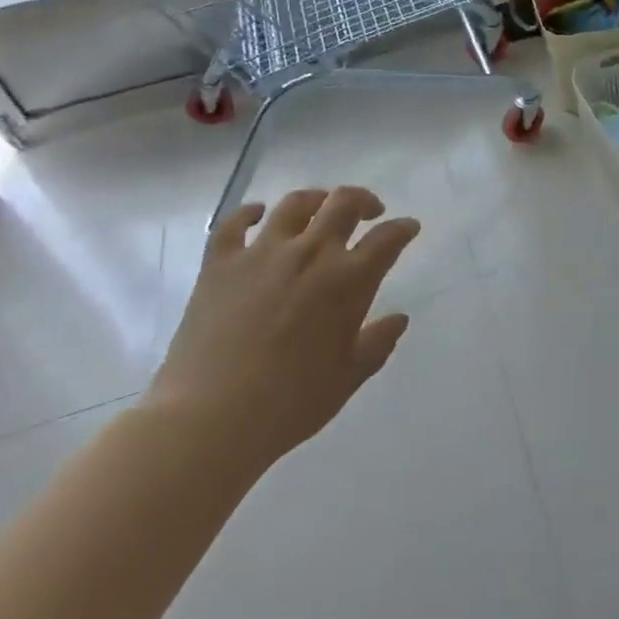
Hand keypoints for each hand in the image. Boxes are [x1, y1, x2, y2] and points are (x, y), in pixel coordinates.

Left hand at [144, 188, 419, 481]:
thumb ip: (378, 344)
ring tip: (320, 206)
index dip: (403, 228)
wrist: (210, 419)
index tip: (409, 227)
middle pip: (344, 203)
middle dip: (364, 200)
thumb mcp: (347, 379)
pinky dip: (250, 212)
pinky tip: (258, 213)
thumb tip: (399, 318)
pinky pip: (235, 222)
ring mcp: (262, 253)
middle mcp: (310, 253)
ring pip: (296, 203)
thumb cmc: (289, 404)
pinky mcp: (221, 262)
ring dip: (316, 198)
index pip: (387, 239)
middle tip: (370, 211)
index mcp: (348, 280)